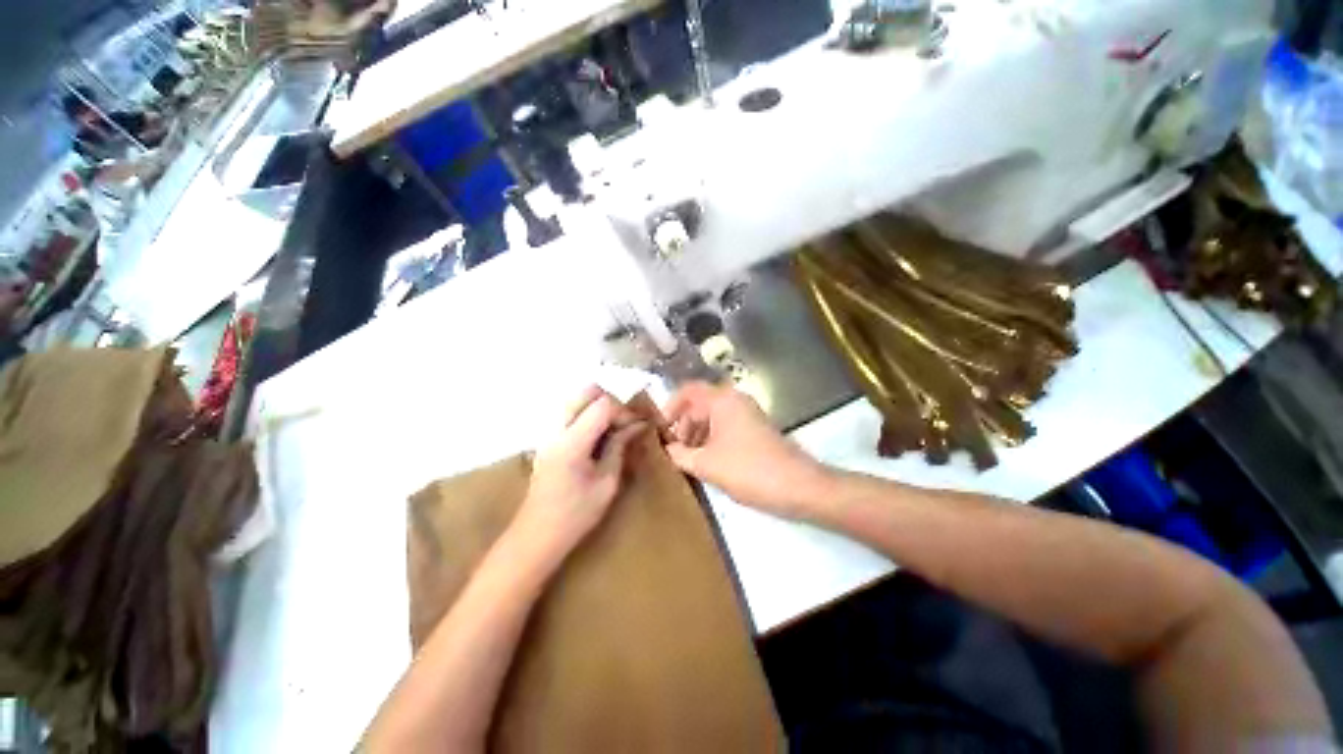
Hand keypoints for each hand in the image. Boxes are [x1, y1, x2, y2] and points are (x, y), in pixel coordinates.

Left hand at [514, 386, 646, 562]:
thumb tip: (638, 425)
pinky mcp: (548, 438)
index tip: (637, 428)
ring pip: (578, 399)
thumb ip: (620, 446)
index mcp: (572, 442)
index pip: (602, 404)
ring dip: (599, 407)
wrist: (536, 535)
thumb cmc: (576, 515)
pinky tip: (597, 437)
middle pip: (587, 392)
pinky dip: (588, 415)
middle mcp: (557, 429)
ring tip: (612, 430)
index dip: (624, 412)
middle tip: (623, 424)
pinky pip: (571, 412)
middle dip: (611, 402)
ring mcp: (549, 432)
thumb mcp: (607, 482)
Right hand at [661, 382, 833, 518]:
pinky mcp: (755, 430)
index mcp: (722, 400)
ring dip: (695, 436)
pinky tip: (705, 463)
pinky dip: (711, 441)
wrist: (799, 486)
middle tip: (672, 452)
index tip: (659, 431)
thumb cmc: (749, 470)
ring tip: (686, 461)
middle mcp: (734, 400)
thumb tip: (665, 449)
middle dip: (682, 426)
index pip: (687, 391)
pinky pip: (724, 428)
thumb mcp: (706, 464)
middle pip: (699, 405)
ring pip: (711, 418)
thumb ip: (679, 454)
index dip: (669, 407)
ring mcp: (747, 415)